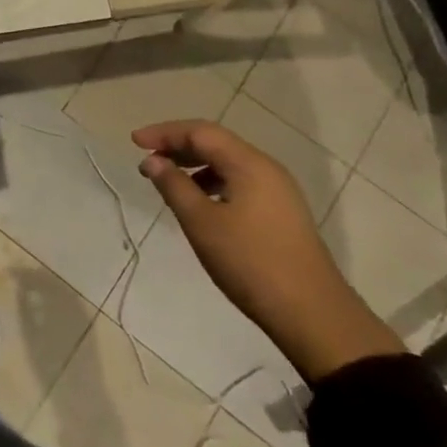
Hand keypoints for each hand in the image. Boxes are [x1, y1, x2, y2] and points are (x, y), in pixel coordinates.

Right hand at [134, 119, 402, 381]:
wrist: (312, 314)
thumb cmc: (250, 262)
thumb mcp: (202, 223)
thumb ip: (174, 186)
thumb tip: (152, 160)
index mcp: (249, 163)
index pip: (200, 132)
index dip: (164, 132)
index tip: (134, 142)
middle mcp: (266, 168)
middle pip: (216, 143)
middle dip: (178, 147)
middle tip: (147, 160)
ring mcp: (278, 191)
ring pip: (229, 164)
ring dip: (195, 166)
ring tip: (168, 182)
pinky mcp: (282, 212)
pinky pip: (240, 182)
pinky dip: (213, 183)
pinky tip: (200, 204)